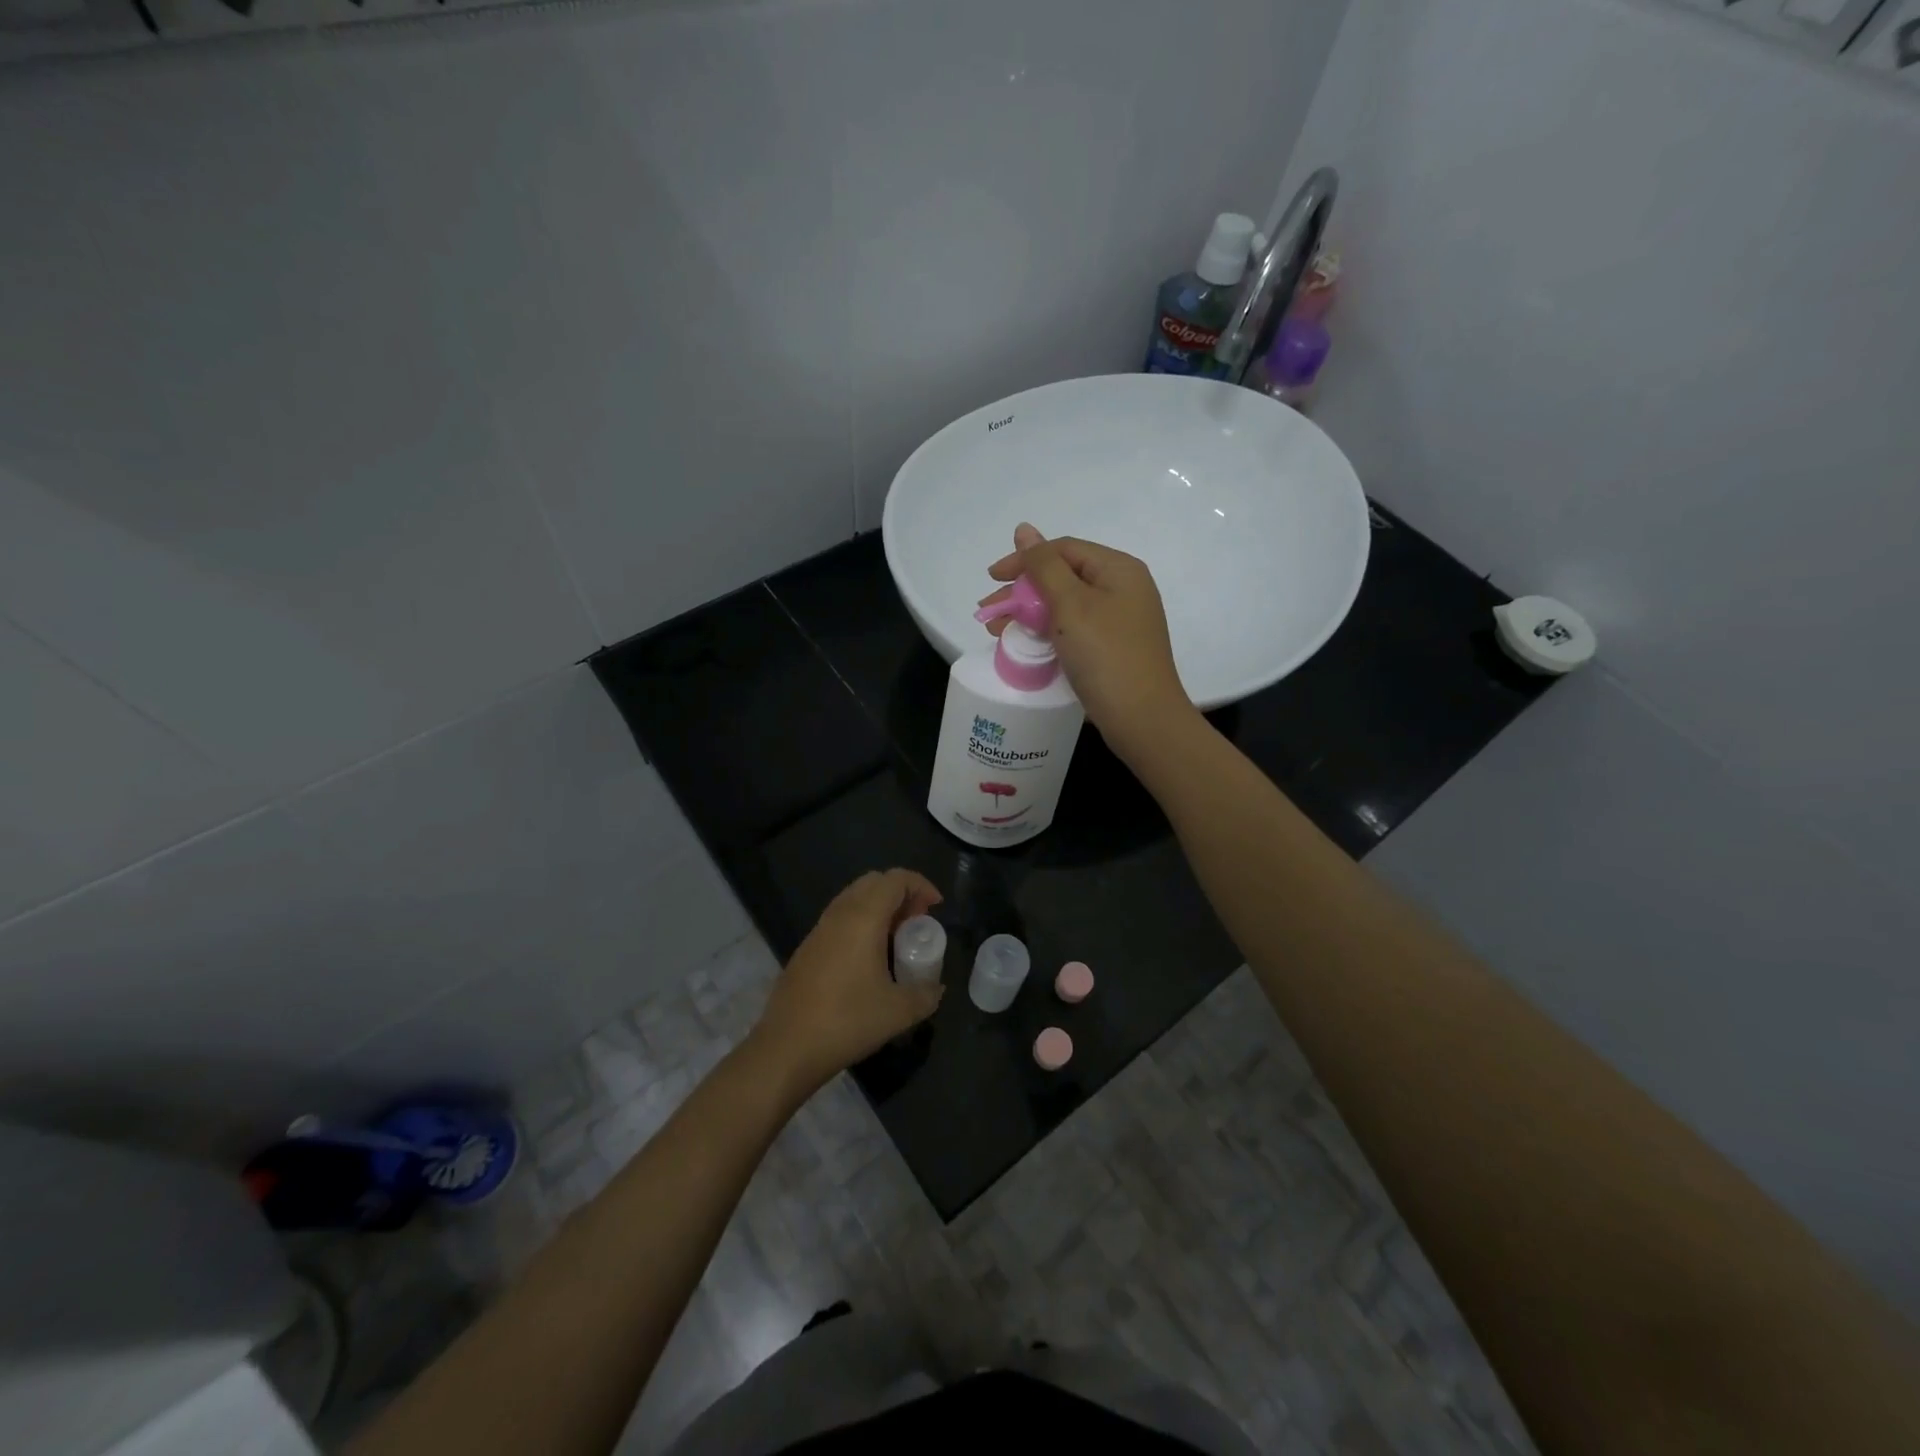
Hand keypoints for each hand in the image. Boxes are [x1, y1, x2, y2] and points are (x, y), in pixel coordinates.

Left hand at [751, 869, 944, 1095]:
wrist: (787, 1048)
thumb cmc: (847, 1021)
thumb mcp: (899, 1012)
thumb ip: (926, 994)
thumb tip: (936, 988)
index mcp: (863, 917)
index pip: (895, 879)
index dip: (920, 885)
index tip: (936, 908)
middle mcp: (839, 914)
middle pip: (873, 882)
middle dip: (900, 894)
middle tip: (916, 922)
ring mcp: (818, 930)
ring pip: (853, 899)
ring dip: (879, 909)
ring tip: (896, 941)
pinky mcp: (806, 949)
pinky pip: (839, 919)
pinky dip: (860, 924)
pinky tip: (868, 960)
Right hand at [980, 524, 1192, 757]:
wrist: (1142, 719)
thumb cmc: (1106, 655)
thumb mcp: (1071, 605)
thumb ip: (1044, 566)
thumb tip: (1024, 529)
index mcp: (1119, 570)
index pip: (1063, 550)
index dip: (1024, 560)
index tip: (991, 579)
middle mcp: (1122, 590)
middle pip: (1063, 577)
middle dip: (1022, 592)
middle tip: (988, 612)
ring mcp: (1119, 622)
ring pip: (1064, 606)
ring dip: (1028, 614)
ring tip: (997, 631)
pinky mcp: (1111, 649)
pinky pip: (1073, 630)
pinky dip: (1046, 633)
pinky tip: (1024, 644)